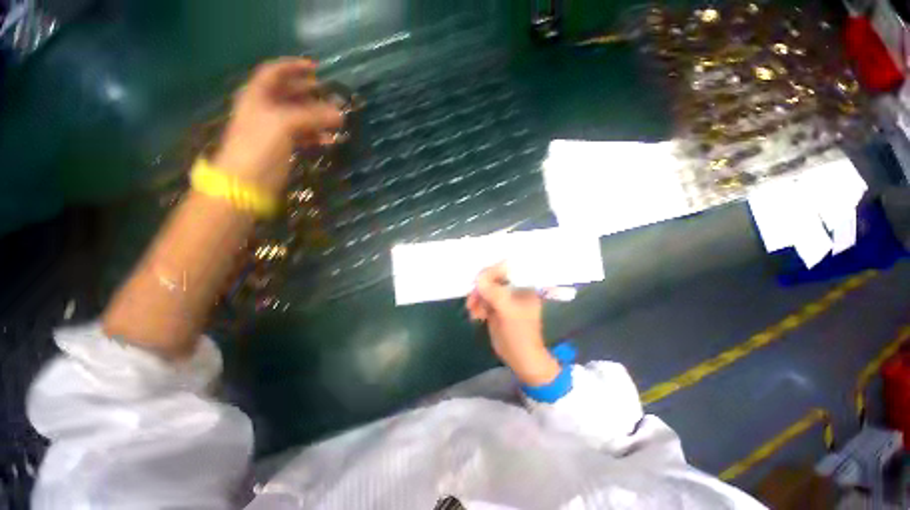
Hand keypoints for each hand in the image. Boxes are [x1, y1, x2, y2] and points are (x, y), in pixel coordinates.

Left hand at [213, 58, 343, 195]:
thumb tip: (340, 114)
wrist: (246, 183)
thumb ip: (313, 116)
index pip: (274, 72)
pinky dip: (316, 135)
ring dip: (317, 116)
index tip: (317, 70)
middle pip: (288, 93)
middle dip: (310, 93)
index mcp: (257, 96)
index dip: (294, 67)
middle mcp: (264, 108)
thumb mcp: (284, 124)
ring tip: (337, 120)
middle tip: (332, 96)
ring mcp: (273, 129)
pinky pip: (302, 135)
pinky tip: (330, 140)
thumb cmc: (259, 147)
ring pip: (298, 116)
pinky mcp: (281, 147)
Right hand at [466, 264, 560, 385]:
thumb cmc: (520, 334)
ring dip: (476, 298)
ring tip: (473, 311)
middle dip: (481, 288)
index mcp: (524, 286)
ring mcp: (504, 298)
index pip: (506, 269)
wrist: (520, 358)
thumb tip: (479, 277)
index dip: (491, 272)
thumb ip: (494, 293)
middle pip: (493, 278)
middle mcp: (514, 289)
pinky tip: (476, 316)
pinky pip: (482, 300)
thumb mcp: (508, 312)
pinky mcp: (495, 307)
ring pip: (485, 289)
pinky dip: (476, 305)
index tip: (479, 281)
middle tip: (473, 299)